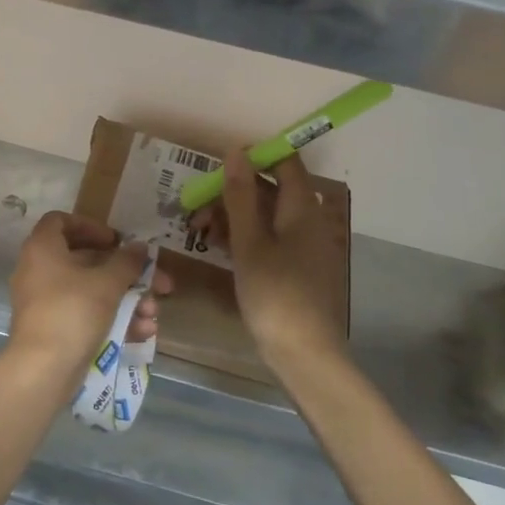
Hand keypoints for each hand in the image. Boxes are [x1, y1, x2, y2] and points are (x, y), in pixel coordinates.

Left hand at [7, 212, 171, 378]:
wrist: (42, 370)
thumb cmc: (72, 312)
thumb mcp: (106, 283)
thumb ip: (126, 262)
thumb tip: (139, 248)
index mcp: (43, 248)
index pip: (60, 221)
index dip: (91, 226)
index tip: (117, 241)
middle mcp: (39, 270)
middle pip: (87, 261)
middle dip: (126, 273)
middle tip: (157, 283)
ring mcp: (45, 302)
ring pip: (91, 292)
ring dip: (126, 300)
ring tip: (152, 314)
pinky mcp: (53, 329)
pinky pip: (85, 315)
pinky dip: (112, 320)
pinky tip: (141, 333)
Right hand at [193, 151, 347, 370]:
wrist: (304, 354)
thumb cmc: (275, 293)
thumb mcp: (249, 242)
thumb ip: (241, 195)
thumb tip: (235, 150)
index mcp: (302, 209)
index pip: (285, 162)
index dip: (255, 156)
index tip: (219, 164)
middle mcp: (307, 221)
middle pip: (271, 189)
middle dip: (232, 191)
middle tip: (197, 207)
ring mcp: (303, 245)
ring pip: (266, 215)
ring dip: (233, 215)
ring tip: (199, 230)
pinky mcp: (295, 267)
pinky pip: (269, 237)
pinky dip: (244, 236)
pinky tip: (218, 247)